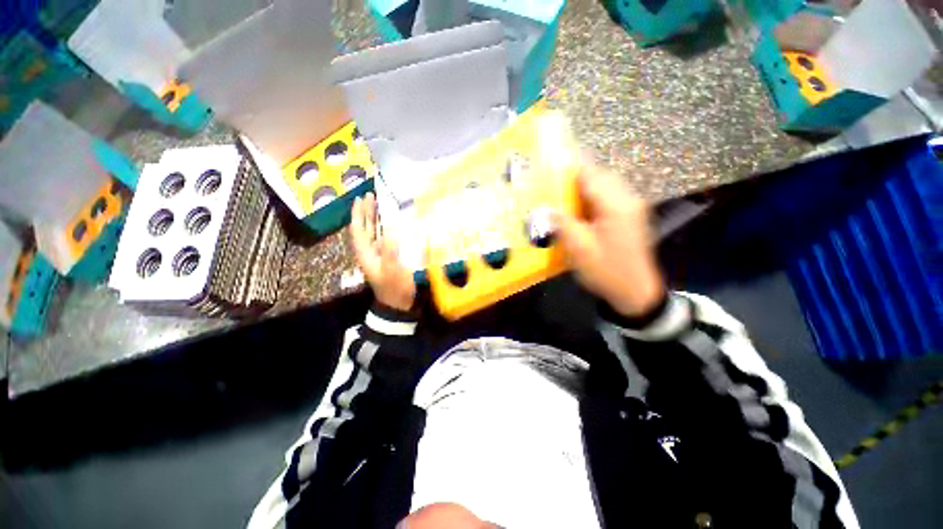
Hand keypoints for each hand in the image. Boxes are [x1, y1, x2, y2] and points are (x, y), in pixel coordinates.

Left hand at [350, 193, 416, 311]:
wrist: (398, 304)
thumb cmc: (394, 288)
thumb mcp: (392, 271)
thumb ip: (390, 250)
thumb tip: (390, 230)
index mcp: (366, 254)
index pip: (358, 230)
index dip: (358, 214)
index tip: (360, 199)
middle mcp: (370, 252)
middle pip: (364, 228)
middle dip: (366, 212)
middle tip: (370, 195)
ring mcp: (379, 254)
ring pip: (374, 232)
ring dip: (375, 218)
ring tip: (379, 203)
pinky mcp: (389, 257)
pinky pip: (385, 238)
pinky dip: (387, 228)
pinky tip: (392, 222)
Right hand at [554, 161, 665, 316]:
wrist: (635, 292)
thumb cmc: (606, 271)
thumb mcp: (580, 249)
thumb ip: (563, 223)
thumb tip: (548, 206)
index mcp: (616, 205)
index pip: (590, 175)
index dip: (568, 167)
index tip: (548, 163)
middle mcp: (627, 199)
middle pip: (598, 176)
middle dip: (573, 177)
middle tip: (550, 182)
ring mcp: (630, 207)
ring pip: (602, 186)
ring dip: (581, 188)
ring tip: (559, 194)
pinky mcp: (628, 215)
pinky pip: (606, 198)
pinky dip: (589, 198)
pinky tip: (575, 208)